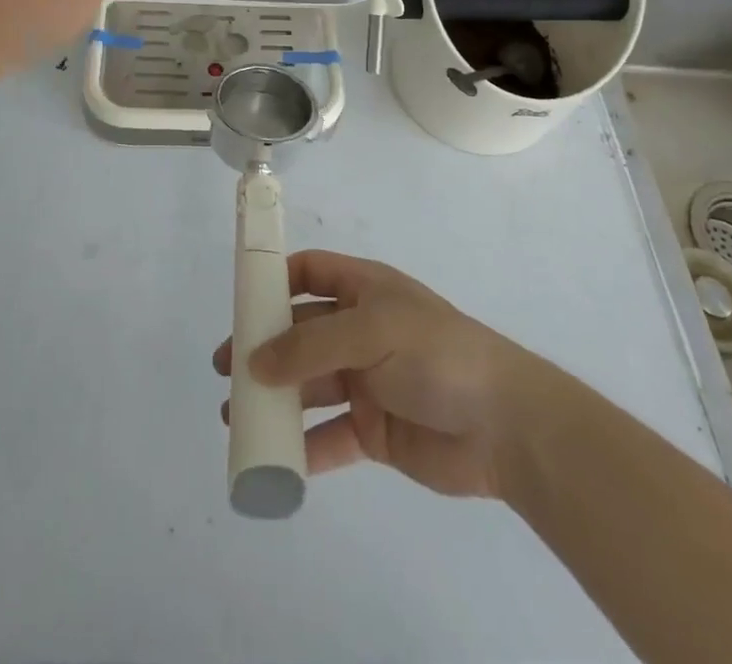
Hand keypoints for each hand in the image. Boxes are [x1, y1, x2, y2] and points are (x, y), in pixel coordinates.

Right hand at [212, 250, 543, 499]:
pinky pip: (329, 436)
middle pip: (301, 333)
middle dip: (263, 347)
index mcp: (364, 291)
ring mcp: (367, 381)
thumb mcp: (372, 331)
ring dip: (275, 399)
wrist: (506, 426)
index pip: (310, 272)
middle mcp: (360, 331)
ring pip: (309, 386)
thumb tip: (255, 362)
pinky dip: (302, 447)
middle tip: (225, 369)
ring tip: (236, 417)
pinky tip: (274, 460)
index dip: (275, 279)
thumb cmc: (437, 355)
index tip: (238, 299)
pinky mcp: (374, 430)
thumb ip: (311, 346)